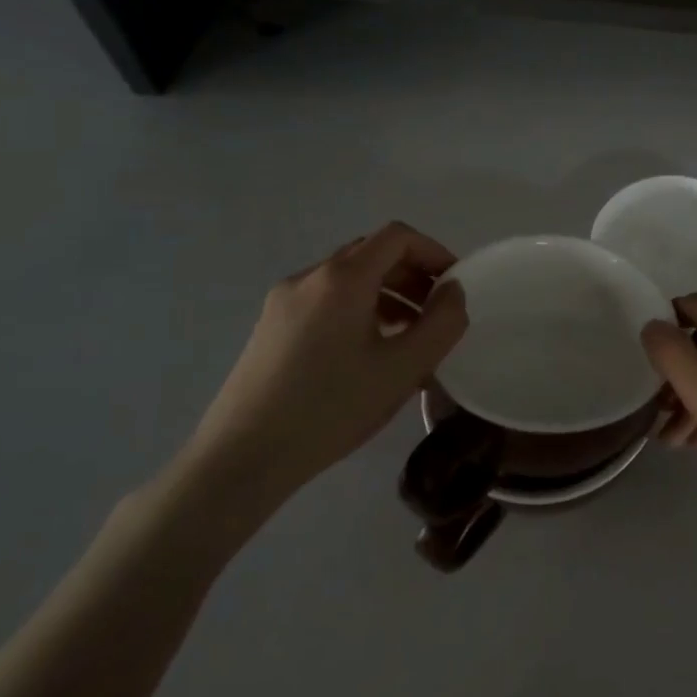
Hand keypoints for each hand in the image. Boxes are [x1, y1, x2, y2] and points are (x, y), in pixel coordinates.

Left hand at [177, 223, 468, 512]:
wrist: (241, 459)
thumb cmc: (331, 408)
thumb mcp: (404, 368)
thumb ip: (443, 323)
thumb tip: (453, 292)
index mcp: (342, 279)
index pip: (397, 237)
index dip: (434, 252)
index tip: (455, 285)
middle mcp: (309, 277)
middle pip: (372, 253)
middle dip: (412, 275)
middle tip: (436, 312)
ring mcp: (283, 301)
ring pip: (348, 279)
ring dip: (388, 294)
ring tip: (408, 337)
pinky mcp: (270, 327)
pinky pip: (326, 301)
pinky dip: (359, 310)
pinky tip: (368, 353)